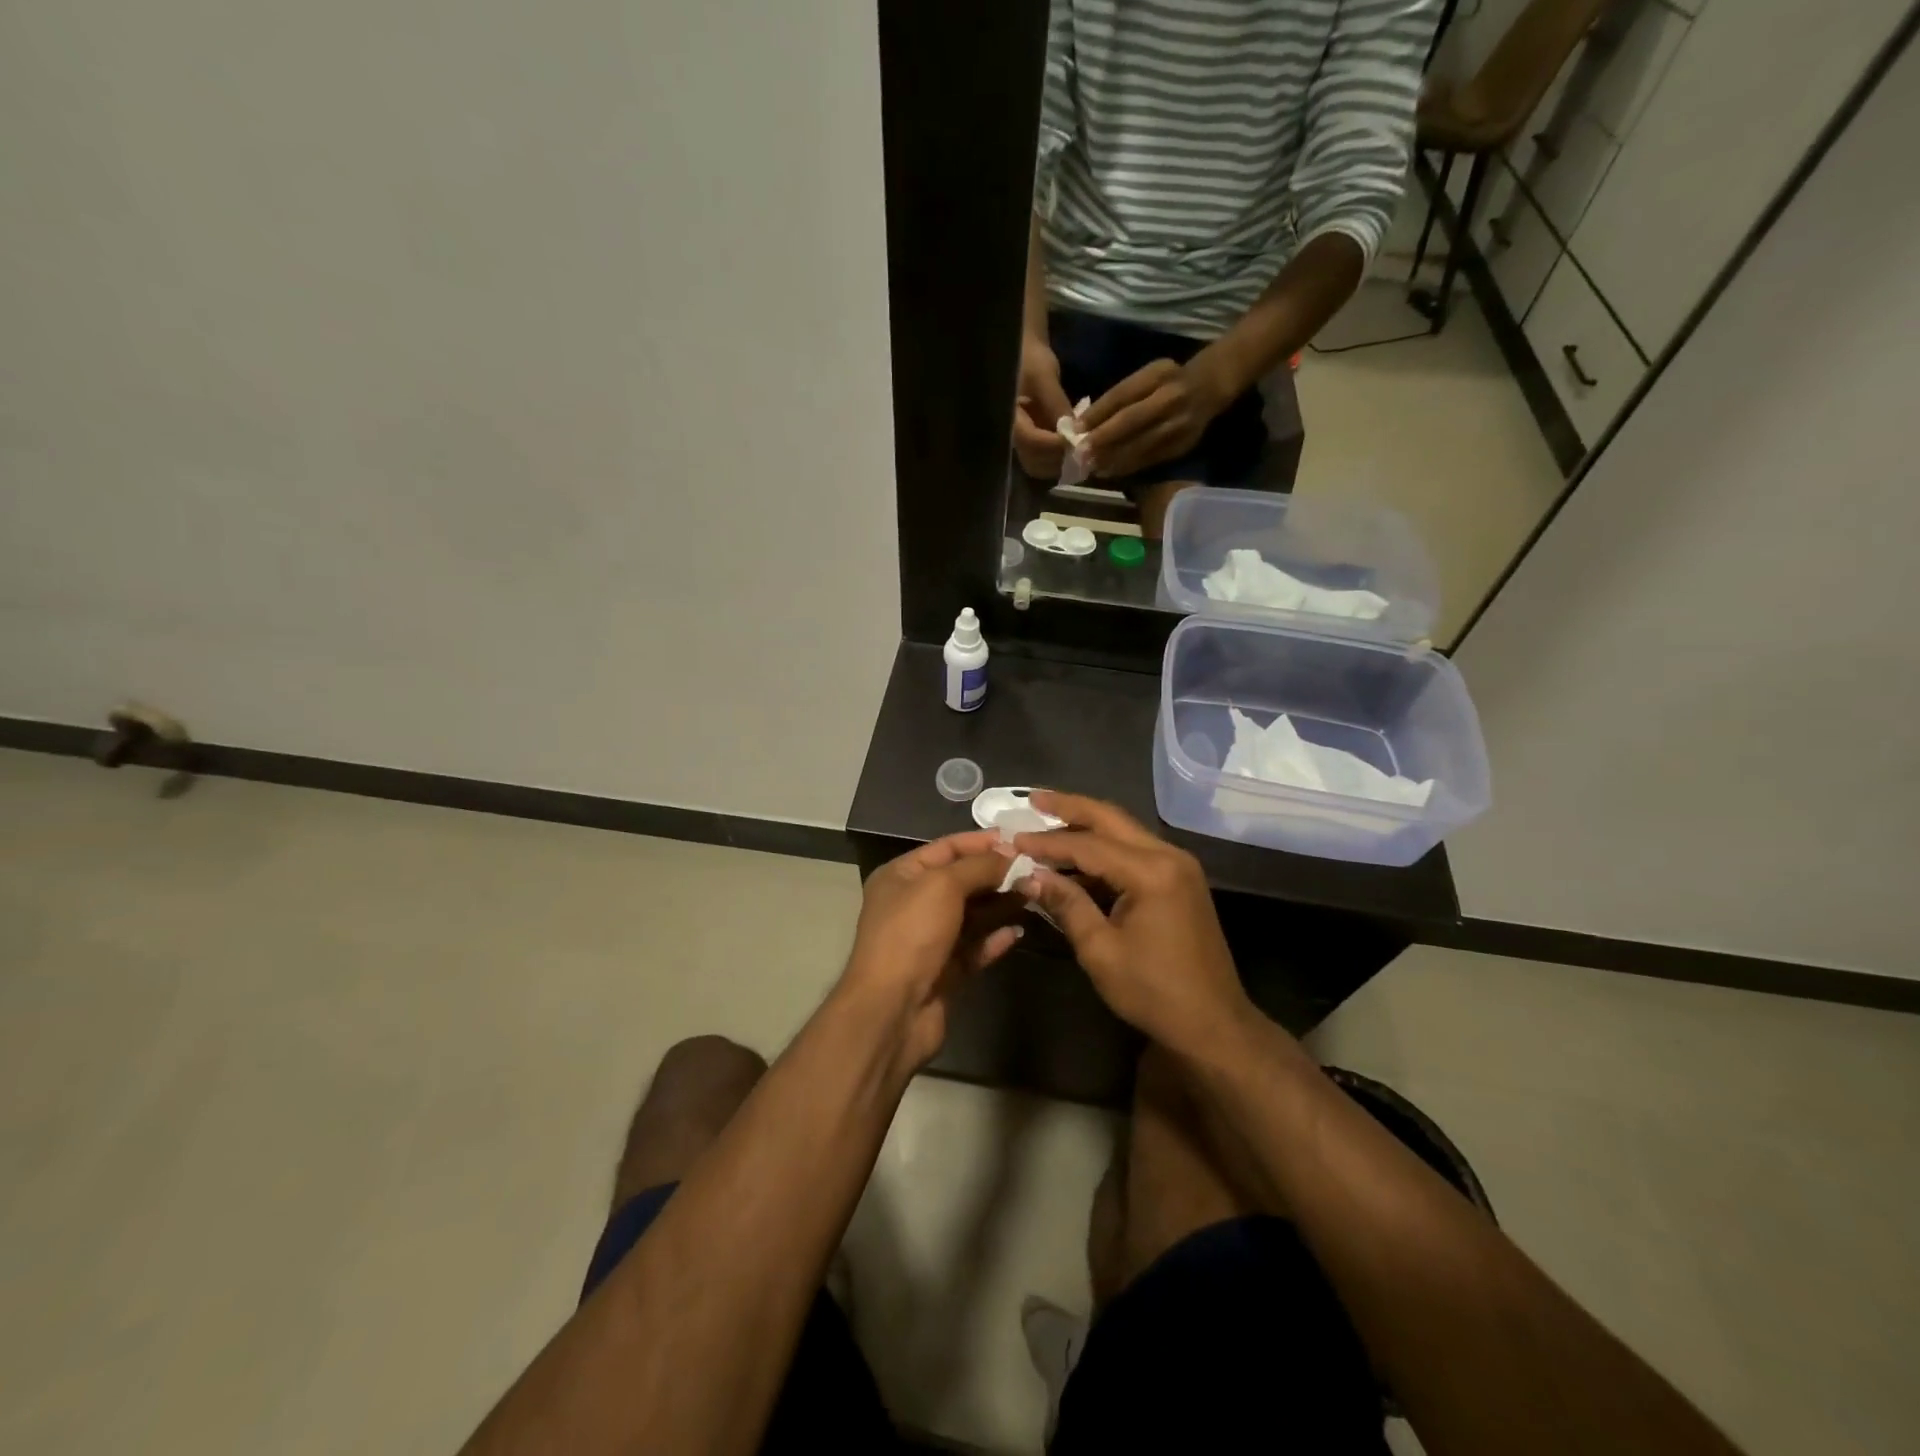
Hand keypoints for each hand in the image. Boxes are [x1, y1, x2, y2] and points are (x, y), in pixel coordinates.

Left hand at [839, 831, 1025, 1072]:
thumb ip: (978, 866)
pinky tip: (1018, 932)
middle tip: (1035, 869)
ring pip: (972, 914)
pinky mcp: (945, 971)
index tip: (1019, 839)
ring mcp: (929, 939)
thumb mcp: (943, 885)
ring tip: (1035, 894)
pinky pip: (975, 947)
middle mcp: (913, 903)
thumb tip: (1010, 853)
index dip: (981, 842)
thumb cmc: (911, 934)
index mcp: (902, 876)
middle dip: (996, 874)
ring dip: (1001, 904)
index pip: (946, 848)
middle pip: (962, 881)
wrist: (892, 1009)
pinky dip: (995, 938)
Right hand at [1008, 792, 1257, 1059]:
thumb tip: (1029, 875)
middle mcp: (1169, 856)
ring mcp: (1178, 866)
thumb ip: (1066, 904)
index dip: (1046, 842)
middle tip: (1032, 799)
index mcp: (1151, 872)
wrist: (1214, 1025)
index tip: (1011, 838)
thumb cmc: (1154, 992)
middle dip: (1069, 807)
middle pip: (1111, 818)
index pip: (1088, 845)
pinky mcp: (1179, 880)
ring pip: (1124, 830)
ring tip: (1046, 821)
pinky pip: (1134, 851)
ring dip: (1086, 825)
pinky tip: (1076, 856)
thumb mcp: (1100, 950)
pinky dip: (1103, 848)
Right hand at [1012, 334, 1074, 478]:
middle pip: (1034, 461)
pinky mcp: (1029, 443)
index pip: (1031, 442)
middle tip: (1083, 448)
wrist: (1022, 354)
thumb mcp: (1044, 376)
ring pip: (1039, 465)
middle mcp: (1009, 436)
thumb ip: (1056, 406)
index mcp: (1007, 418)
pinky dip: (1059, 457)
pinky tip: (1075, 447)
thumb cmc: (1029, 359)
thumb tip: (1073, 433)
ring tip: (1081, 449)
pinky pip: (1043, 459)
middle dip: (1059, 459)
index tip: (1078, 439)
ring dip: (1061, 462)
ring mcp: (1019, 442)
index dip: (1055, 445)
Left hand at [1083, 353, 1233, 478]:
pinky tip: (1110, 471)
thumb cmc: (1168, 381)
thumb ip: (1122, 396)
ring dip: (1113, 458)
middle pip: (1132, 420)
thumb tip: (1085, 423)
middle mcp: (1170, 398)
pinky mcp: (1182, 444)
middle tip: (1080, 453)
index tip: (1075, 428)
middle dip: (1103, 439)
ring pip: (1141, 444)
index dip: (1098, 413)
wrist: (1210, 387)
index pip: (1123, 394)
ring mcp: (1179, 423)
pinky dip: (1128, 466)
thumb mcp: (1147, 377)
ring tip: (1091, 467)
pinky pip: (1150, 458)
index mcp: (1158, 375)